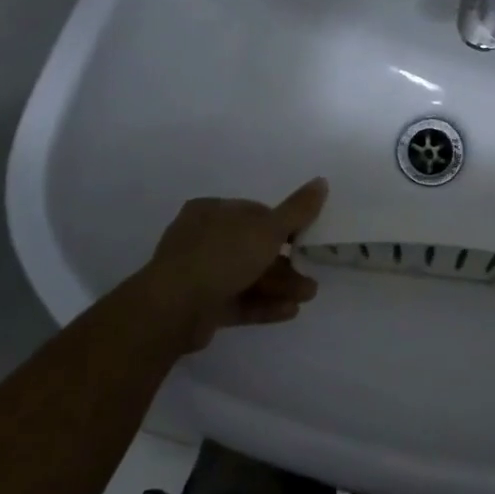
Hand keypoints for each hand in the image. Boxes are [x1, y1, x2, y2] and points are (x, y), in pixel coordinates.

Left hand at [130, 178, 327, 352]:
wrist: (173, 309)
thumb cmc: (222, 255)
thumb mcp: (267, 228)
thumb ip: (297, 209)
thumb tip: (322, 181)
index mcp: (212, 211)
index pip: (255, 213)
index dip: (283, 226)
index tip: (305, 239)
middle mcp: (203, 238)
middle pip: (253, 248)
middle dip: (285, 263)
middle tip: (310, 275)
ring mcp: (198, 274)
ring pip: (247, 276)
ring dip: (279, 285)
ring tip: (307, 296)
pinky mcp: (200, 306)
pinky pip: (237, 300)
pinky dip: (263, 304)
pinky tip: (290, 311)